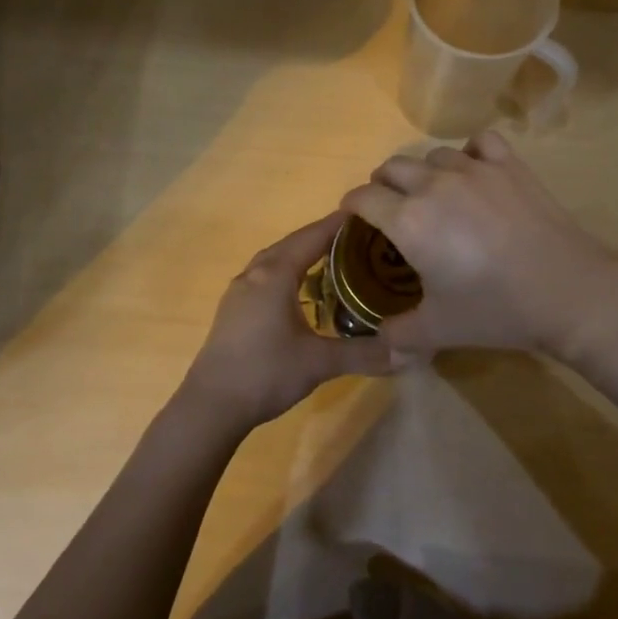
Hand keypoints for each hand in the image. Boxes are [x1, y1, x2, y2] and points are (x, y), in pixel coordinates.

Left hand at [181, 211, 390, 431]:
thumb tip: (407, 352)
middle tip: (360, 238)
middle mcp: (255, 273)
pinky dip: (289, 272)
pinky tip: (302, 290)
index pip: (313, 236)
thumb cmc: (265, 373)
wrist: (211, 405)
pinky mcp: (234, 309)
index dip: (340, 223)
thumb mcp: (319, 363)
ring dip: (304, 254)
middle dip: (325, 236)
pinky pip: (267, 276)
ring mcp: (240, 291)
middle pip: (294, 242)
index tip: (368, 213)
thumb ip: (363, 353)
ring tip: (335, 259)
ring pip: (276, 259)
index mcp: (275, 274)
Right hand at [339, 130, 617, 361]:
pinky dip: (470, 152)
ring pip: (432, 154)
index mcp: (409, 220)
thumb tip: (379, 339)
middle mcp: (434, 185)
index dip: (351, 205)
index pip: (363, 197)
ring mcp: (475, 169)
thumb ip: (398, 335)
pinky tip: (475, 172)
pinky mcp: (510, 165)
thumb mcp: (438, 330)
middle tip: (390, 209)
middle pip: (392, 167)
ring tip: (433, 193)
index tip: (353, 216)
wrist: (567, 292)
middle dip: (382, 185)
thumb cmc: (496, 310)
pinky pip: (480, 142)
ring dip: (423, 171)